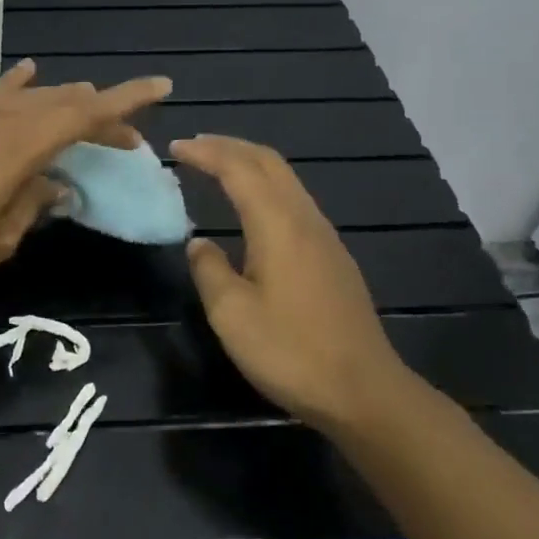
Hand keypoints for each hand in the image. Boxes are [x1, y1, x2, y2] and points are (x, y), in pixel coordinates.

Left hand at [0, 59, 172, 284]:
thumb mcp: (0, 236)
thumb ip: (35, 204)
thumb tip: (57, 188)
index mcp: (23, 145)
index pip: (86, 114)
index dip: (127, 101)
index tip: (162, 87)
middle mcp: (4, 118)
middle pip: (65, 103)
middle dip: (102, 116)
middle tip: (127, 140)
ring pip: (33, 95)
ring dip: (66, 101)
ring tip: (88, 108)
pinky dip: (18, 83)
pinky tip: (29, 73)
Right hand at [170, 134, 410, 433]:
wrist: (364, 392)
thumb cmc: (290, 351)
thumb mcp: (232, 314)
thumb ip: (209, 270)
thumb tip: (200, 243)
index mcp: (278, 225)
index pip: (238, 169)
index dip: (205, 153)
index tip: (175, 147)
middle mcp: (305, 220)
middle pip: (269, 162)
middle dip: (230, 146)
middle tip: (194, 146)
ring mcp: (325, 238)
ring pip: (286, 180)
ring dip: (250, 164)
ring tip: (218, 167)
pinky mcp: (334, 258)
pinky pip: (294, 201)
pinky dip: (265, 187)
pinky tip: (252, 209)